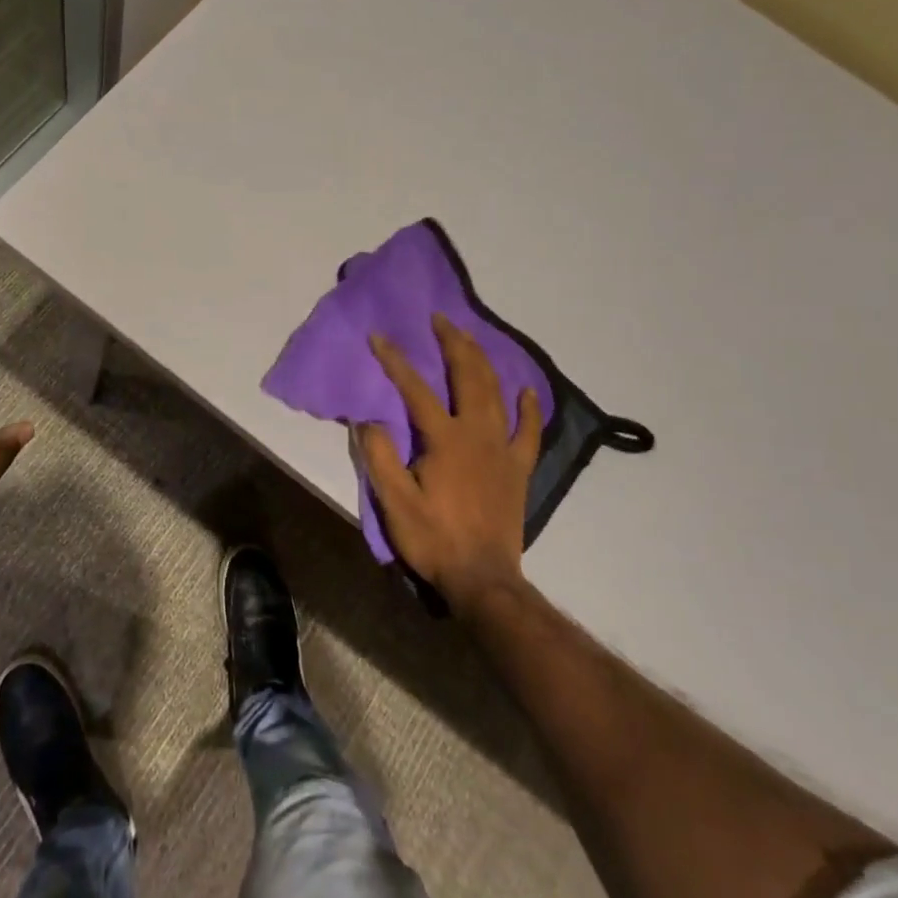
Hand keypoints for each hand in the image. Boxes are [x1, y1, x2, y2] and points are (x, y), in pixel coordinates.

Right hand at [360, 313, 543, 616]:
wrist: (483, 579)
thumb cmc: (434, 539)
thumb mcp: (394, 502)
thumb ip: (380, 457)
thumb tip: (368, 420)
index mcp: (445, 439)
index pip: (415, 389)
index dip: (395, 361)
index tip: (378, 337)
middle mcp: (478, 433)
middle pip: (468, 376)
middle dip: (453, 343)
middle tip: (440, 319)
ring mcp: (503, 449)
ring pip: (496, 392)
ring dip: (483, 360)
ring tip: (470, 338)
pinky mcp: (519, 467)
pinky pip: (529, 430)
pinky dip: (529, 407)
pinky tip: (526, 389)